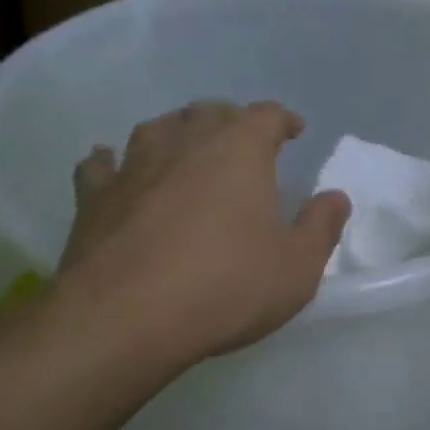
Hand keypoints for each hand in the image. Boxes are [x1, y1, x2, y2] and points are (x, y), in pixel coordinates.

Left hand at [55, 102, 349, 361]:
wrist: (126, 318)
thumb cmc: (226, 287)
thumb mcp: (297, 267)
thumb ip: (321, 227)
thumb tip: (335, 197)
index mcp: (240, 150)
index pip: (266, 116)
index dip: (282, 120)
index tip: (293, 130)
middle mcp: (185, 143)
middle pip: (210, 112)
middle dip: (230, 121)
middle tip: (242, 142)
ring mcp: (134, 166)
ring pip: (157, 129)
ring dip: (176, 132)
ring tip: (185, 147)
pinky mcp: (93, 198)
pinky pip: (101, 166)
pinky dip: (111, 162)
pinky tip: (111, 166)